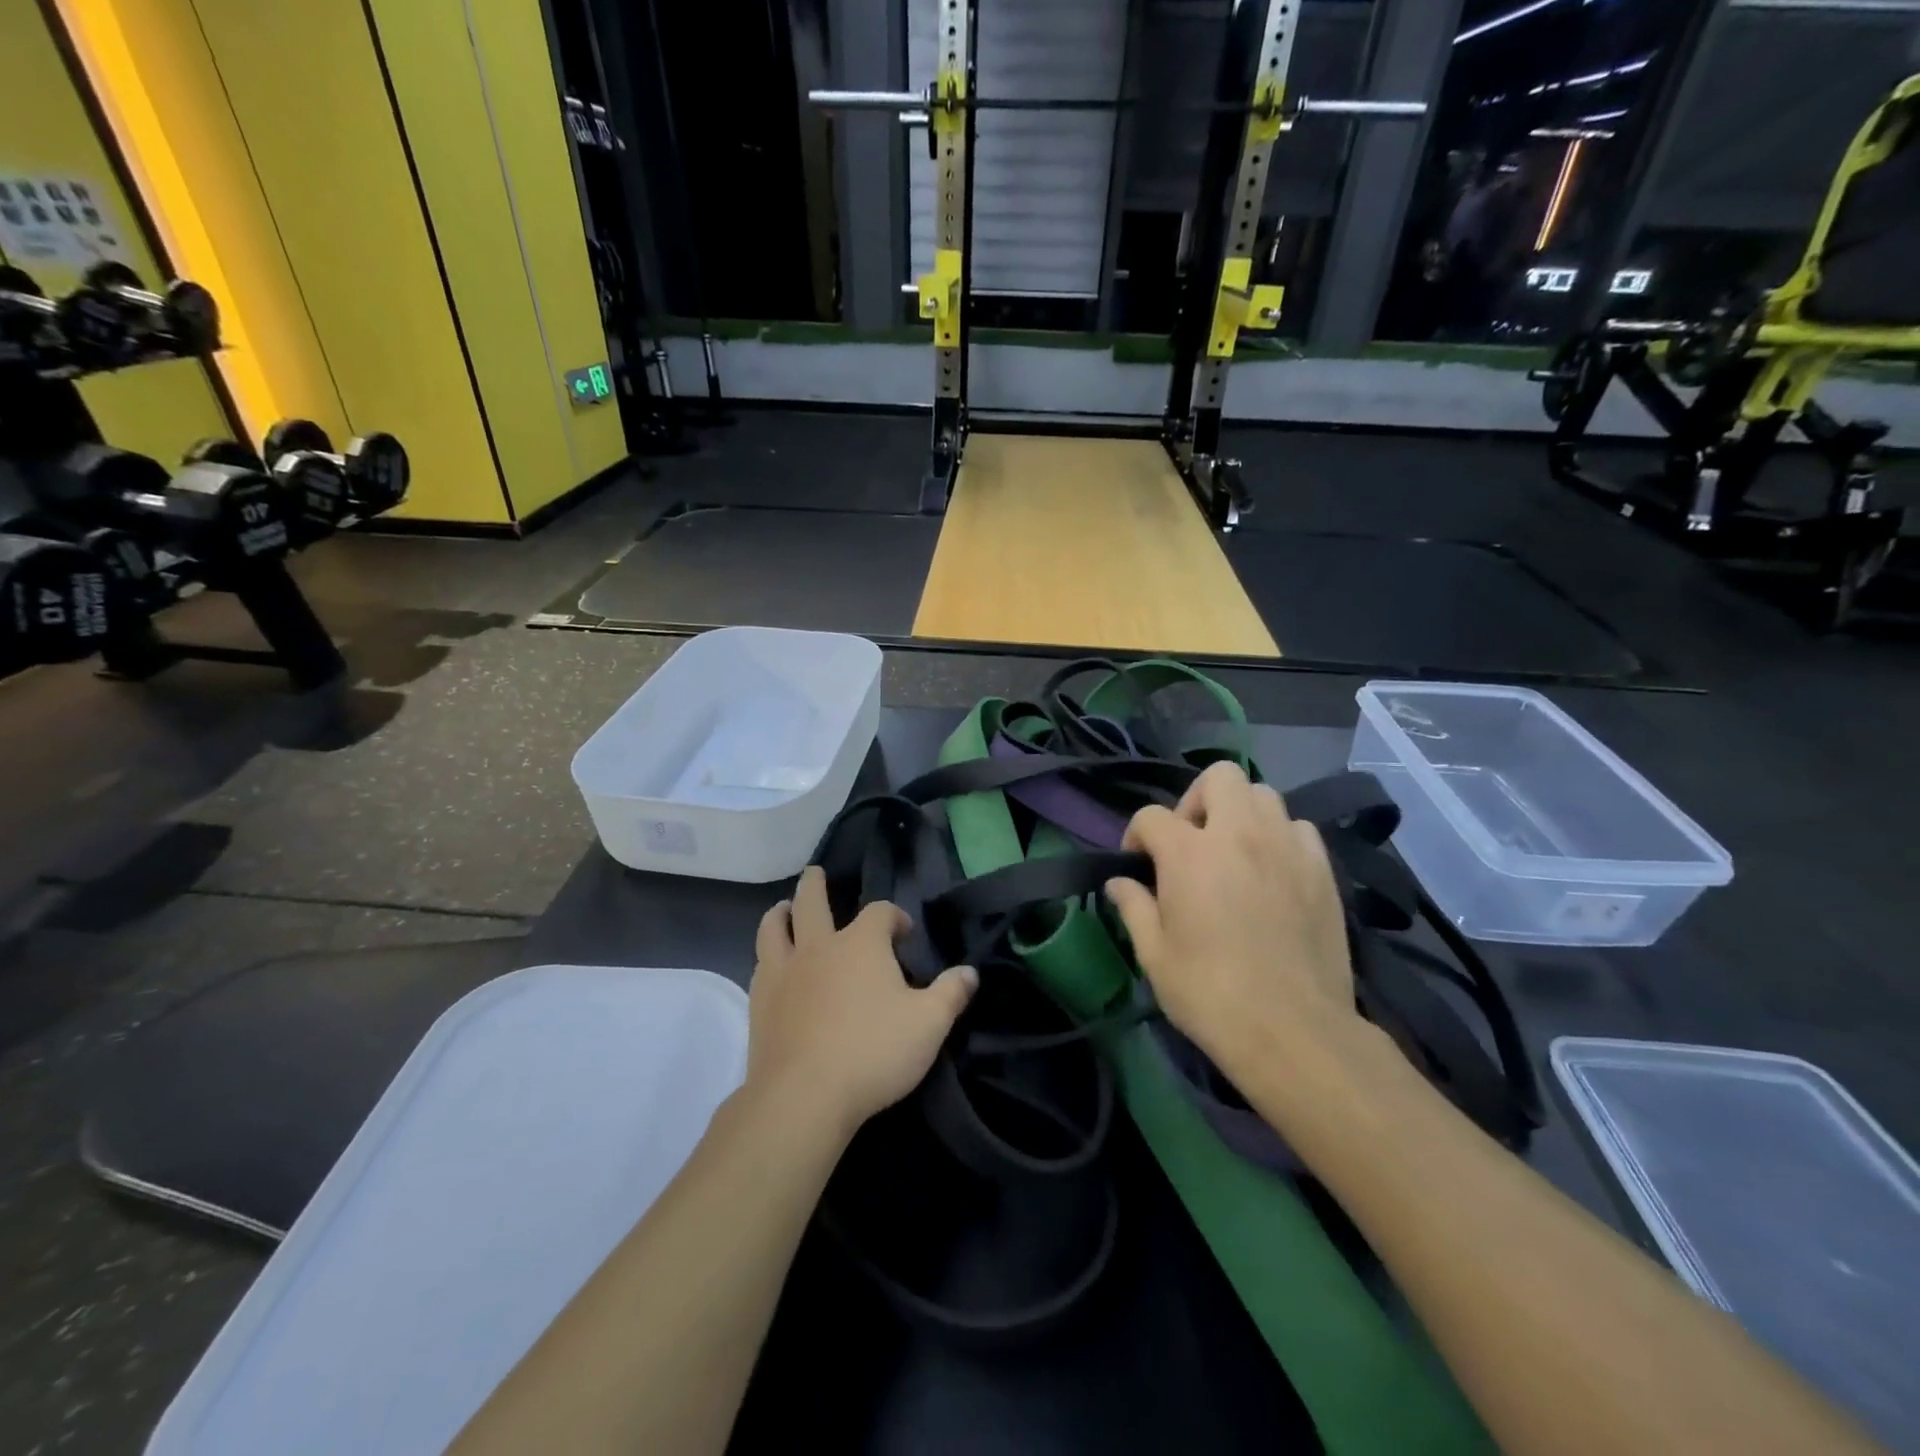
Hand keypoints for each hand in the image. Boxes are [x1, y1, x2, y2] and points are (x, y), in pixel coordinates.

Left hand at [747, 866, 977, 1139]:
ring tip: (782, 909)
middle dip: (815, 885)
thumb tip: (970, 972)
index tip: (904, 932)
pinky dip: (767, 955)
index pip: (880, 912)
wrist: (804, 1095)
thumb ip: (951, 994)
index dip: (894, 916)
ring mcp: (784, 972)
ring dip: (780, 913)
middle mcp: (819, 946)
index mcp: (861, 944)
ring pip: (774, 927)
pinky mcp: (760, 1002)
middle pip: (811, 901)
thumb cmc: (873, 1052)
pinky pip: (759, 964)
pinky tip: (771, 965)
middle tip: (815, 873)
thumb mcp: (929, 1024)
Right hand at [1105, 762, 1357, 1070]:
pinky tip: (1273, 871)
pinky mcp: (1322, 869)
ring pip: (1264, 794)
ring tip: (1234, 853)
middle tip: (1191, 842)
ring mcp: (1287, 847)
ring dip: (1241, 813)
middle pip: (1218, 776)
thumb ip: (1133, 907)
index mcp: (1189, 852)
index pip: (1152, 816)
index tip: (1138, 863)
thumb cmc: (1210, 993)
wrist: (1292, 1030)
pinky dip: (1280, 837)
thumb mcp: (1154, 955)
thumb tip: (1119, 883)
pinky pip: (1299, 828)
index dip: (1137, 834)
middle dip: (1196, 800)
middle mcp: (1240, 834)